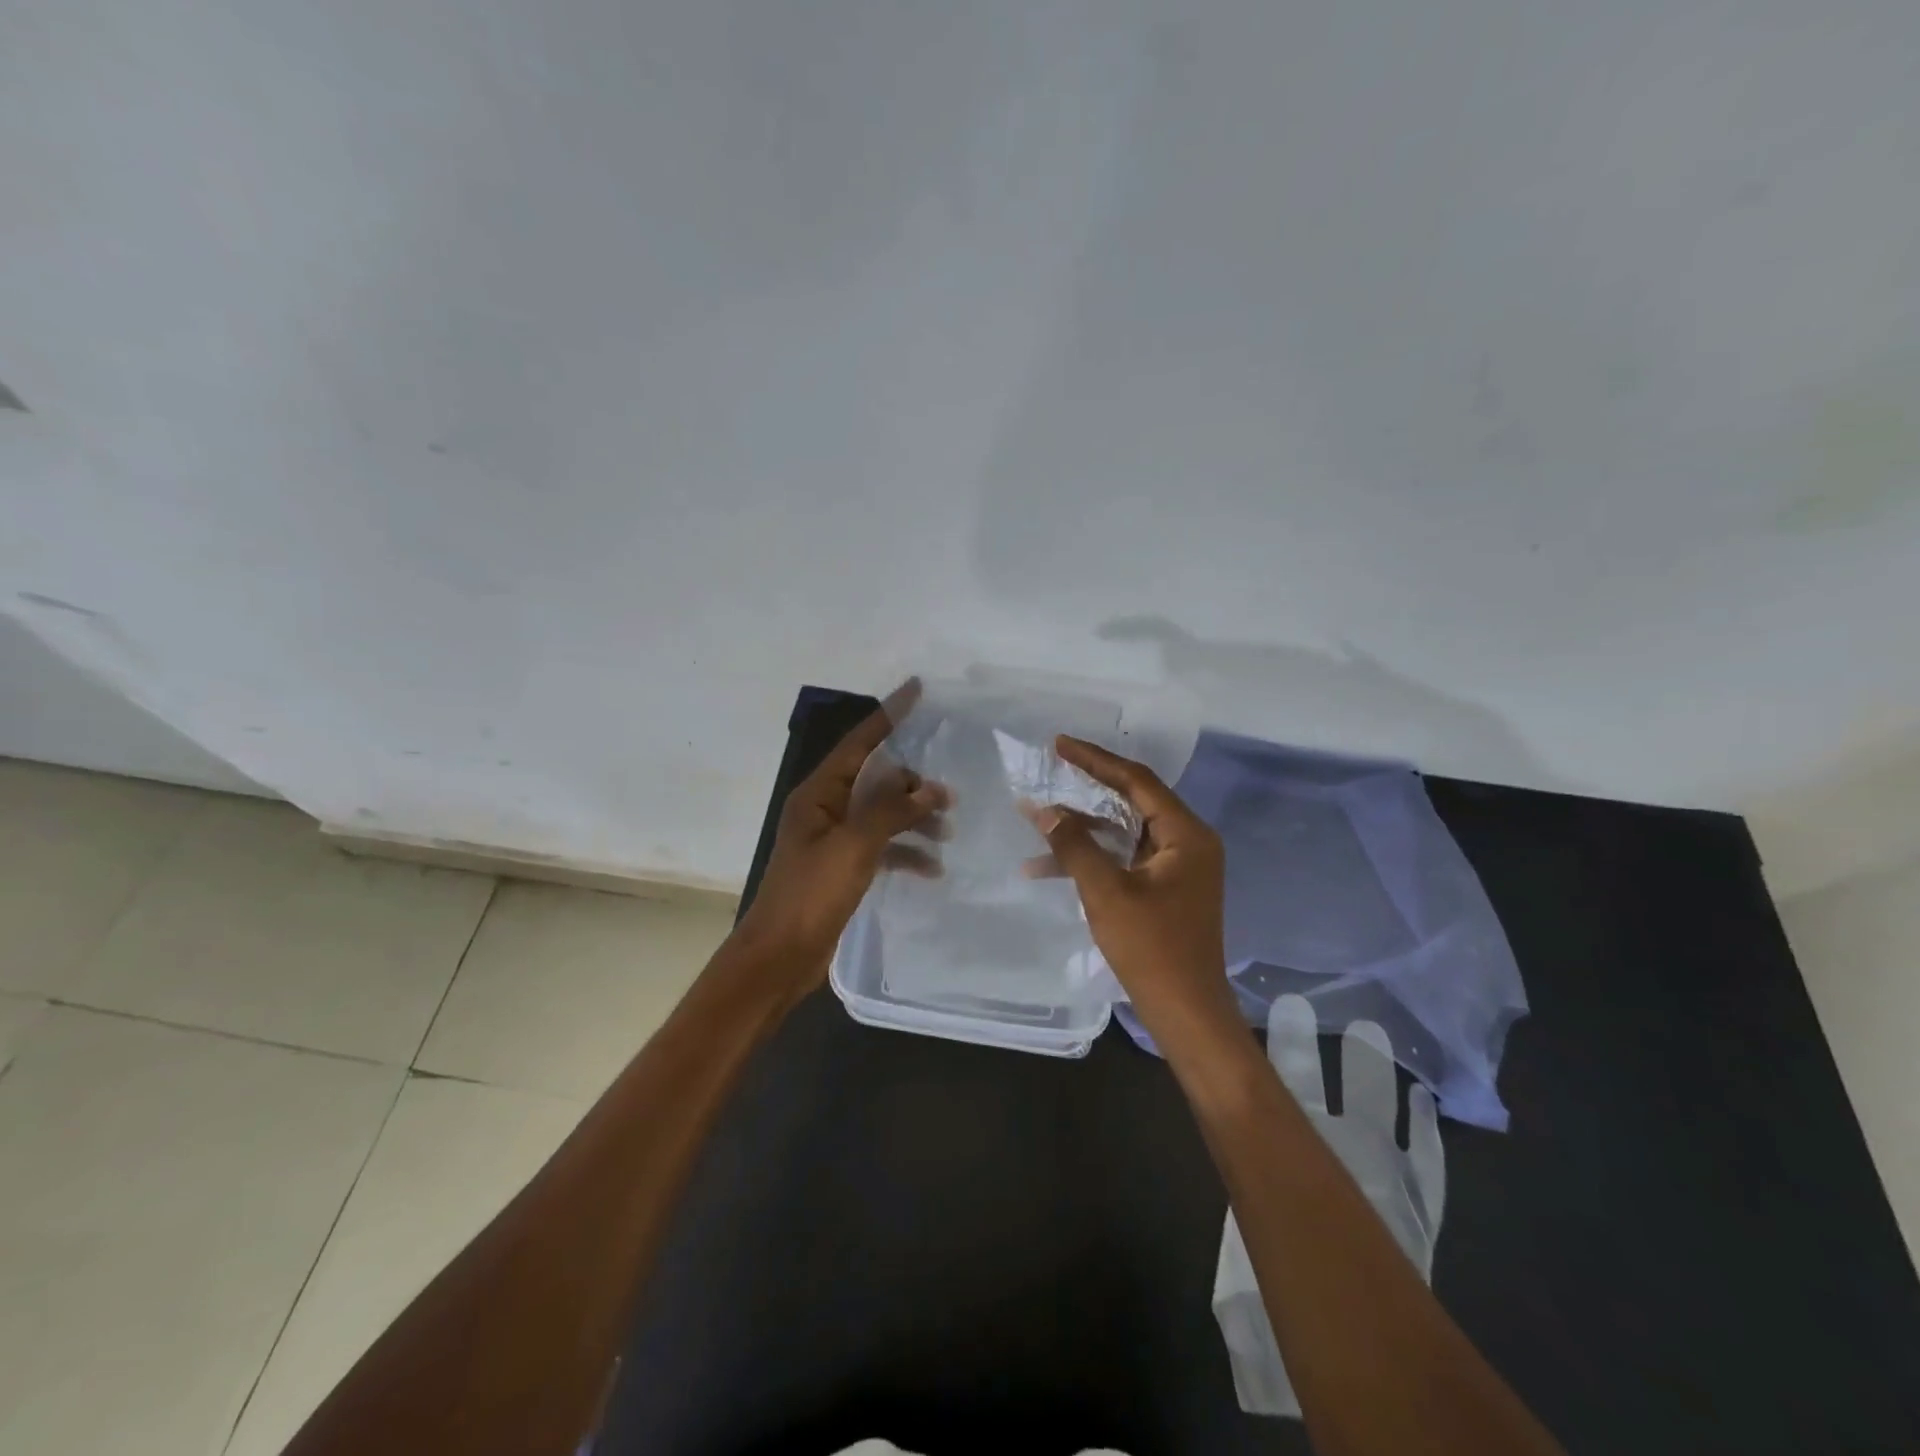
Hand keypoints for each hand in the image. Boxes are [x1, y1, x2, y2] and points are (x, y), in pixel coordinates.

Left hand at [732, 682, 948, 994]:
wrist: (779, 957)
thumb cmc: (810, 894)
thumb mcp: (854, 846)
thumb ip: (892, 812)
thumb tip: (928, 789)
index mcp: (819, 793)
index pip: (860, 741)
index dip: (889, 714)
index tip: (917, 688)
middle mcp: (826, 808)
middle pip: (877, 779)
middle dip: (913, 784)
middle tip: (951, 796)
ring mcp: (835, 839)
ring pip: (883, 814)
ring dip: (914, 820)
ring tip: (948, 833)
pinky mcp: (844, 867)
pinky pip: (882, 847)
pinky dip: (906, 853)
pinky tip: (932, 869)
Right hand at [1026, 736, 1235, 1048]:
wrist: (1186, 1012)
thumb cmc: (1152, 948)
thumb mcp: (1106, 892)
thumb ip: (1074, 846)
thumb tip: (1044, 810)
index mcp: (1186, 835)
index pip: (1137, 781)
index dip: (1095, 760)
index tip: (1060, 744)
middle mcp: (1188, 842)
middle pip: (1131, 801)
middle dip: (1086, 788)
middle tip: (1051, 767)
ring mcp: (1177, 867)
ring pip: (1122, 832)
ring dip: (1081, 830)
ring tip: (1036, 818)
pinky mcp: (1164, 888)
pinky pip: (1123, 859)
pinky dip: (1091, 859)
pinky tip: (1046, 867)